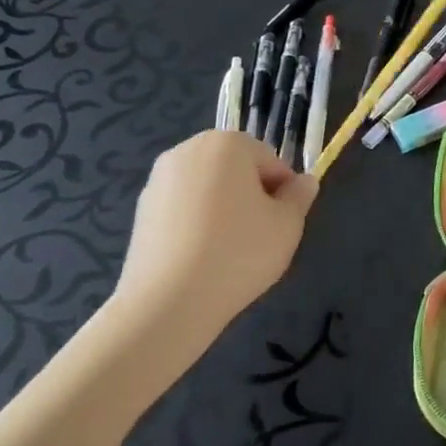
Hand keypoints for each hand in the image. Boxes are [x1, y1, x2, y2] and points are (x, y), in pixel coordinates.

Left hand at [102, 132, 316, 376]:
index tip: (282, 223)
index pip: (271, 161)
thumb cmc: (239, 253)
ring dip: (224, 208)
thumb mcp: (288, 225)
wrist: (169, 302)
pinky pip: (184, 208)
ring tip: (229, 250)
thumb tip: (304, 182)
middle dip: (251, 195)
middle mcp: (188, 150)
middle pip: (237, 169)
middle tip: (260, 235)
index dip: (284, 192)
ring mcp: (159, 180)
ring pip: (209, 188)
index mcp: (227, 144)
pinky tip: (202, 257)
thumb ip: (300, 196)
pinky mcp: (141, 210)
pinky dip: (197, 224)